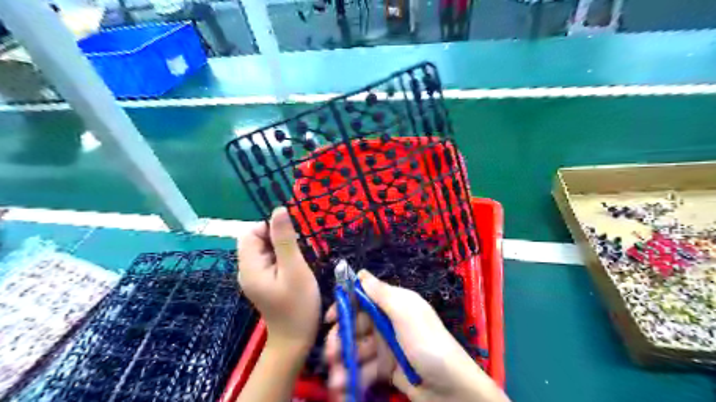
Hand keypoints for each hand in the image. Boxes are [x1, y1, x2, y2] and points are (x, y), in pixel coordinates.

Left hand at [237, 207, 320, 347]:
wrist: (295, 340)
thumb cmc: (298, 305)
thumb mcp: (294, 269)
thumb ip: (285, 239)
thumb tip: (279, 210)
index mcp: (249, 267)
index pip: (250, 233)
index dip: (270, 228)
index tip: (292, 237)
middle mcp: (247, 270)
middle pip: (257, 240)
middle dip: (278, 238)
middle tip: (299, 250)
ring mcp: (255, 277)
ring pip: (265, 250)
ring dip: (282, 248)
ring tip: (300, 259)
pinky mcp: (264, 282)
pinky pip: (270, 260)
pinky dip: (283, 258)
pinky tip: (296, 267)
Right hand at [325, 270, 508, 401]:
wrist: (451, 389)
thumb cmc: (426, 344)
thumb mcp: (405, 313)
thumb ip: (382, 293)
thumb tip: (361, 273)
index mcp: (395, 304)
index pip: (363, 299)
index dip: (345, 306)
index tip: (330, 319)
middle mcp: (389, 322)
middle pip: (356, 326)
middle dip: (341, 340)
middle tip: (331, 356)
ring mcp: (387, 346)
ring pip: (358, 350)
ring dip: (344, 363)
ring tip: (337, 381)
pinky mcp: (388, 369)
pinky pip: (365, 369)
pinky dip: (355, 377)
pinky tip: (346, 388)